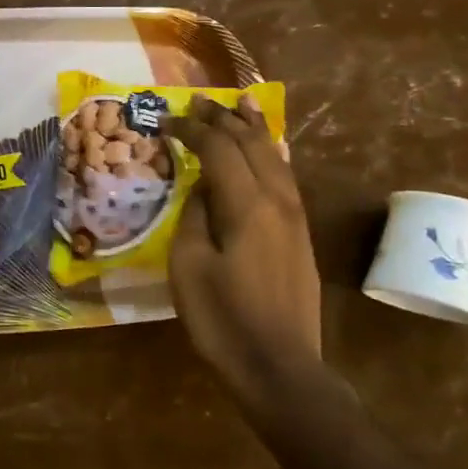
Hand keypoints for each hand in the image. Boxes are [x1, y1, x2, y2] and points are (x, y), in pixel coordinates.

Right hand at [167, 95, 322, 409]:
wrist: (280, 368)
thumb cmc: (224, 320)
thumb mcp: (189, 267)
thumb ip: (196, 216)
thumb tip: (204, 188)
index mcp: (247, 205)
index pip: (218, 149)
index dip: (191, 130)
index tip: (166, 121)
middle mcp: (277, 200)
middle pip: (251, 145)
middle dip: (224, 118)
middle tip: (200, 100)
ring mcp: (295, 218)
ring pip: (275, 158)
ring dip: (254, 129)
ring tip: (241, 104)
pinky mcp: (300, 236)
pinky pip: (286, 178)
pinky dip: (272, 154)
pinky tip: (271, 149)